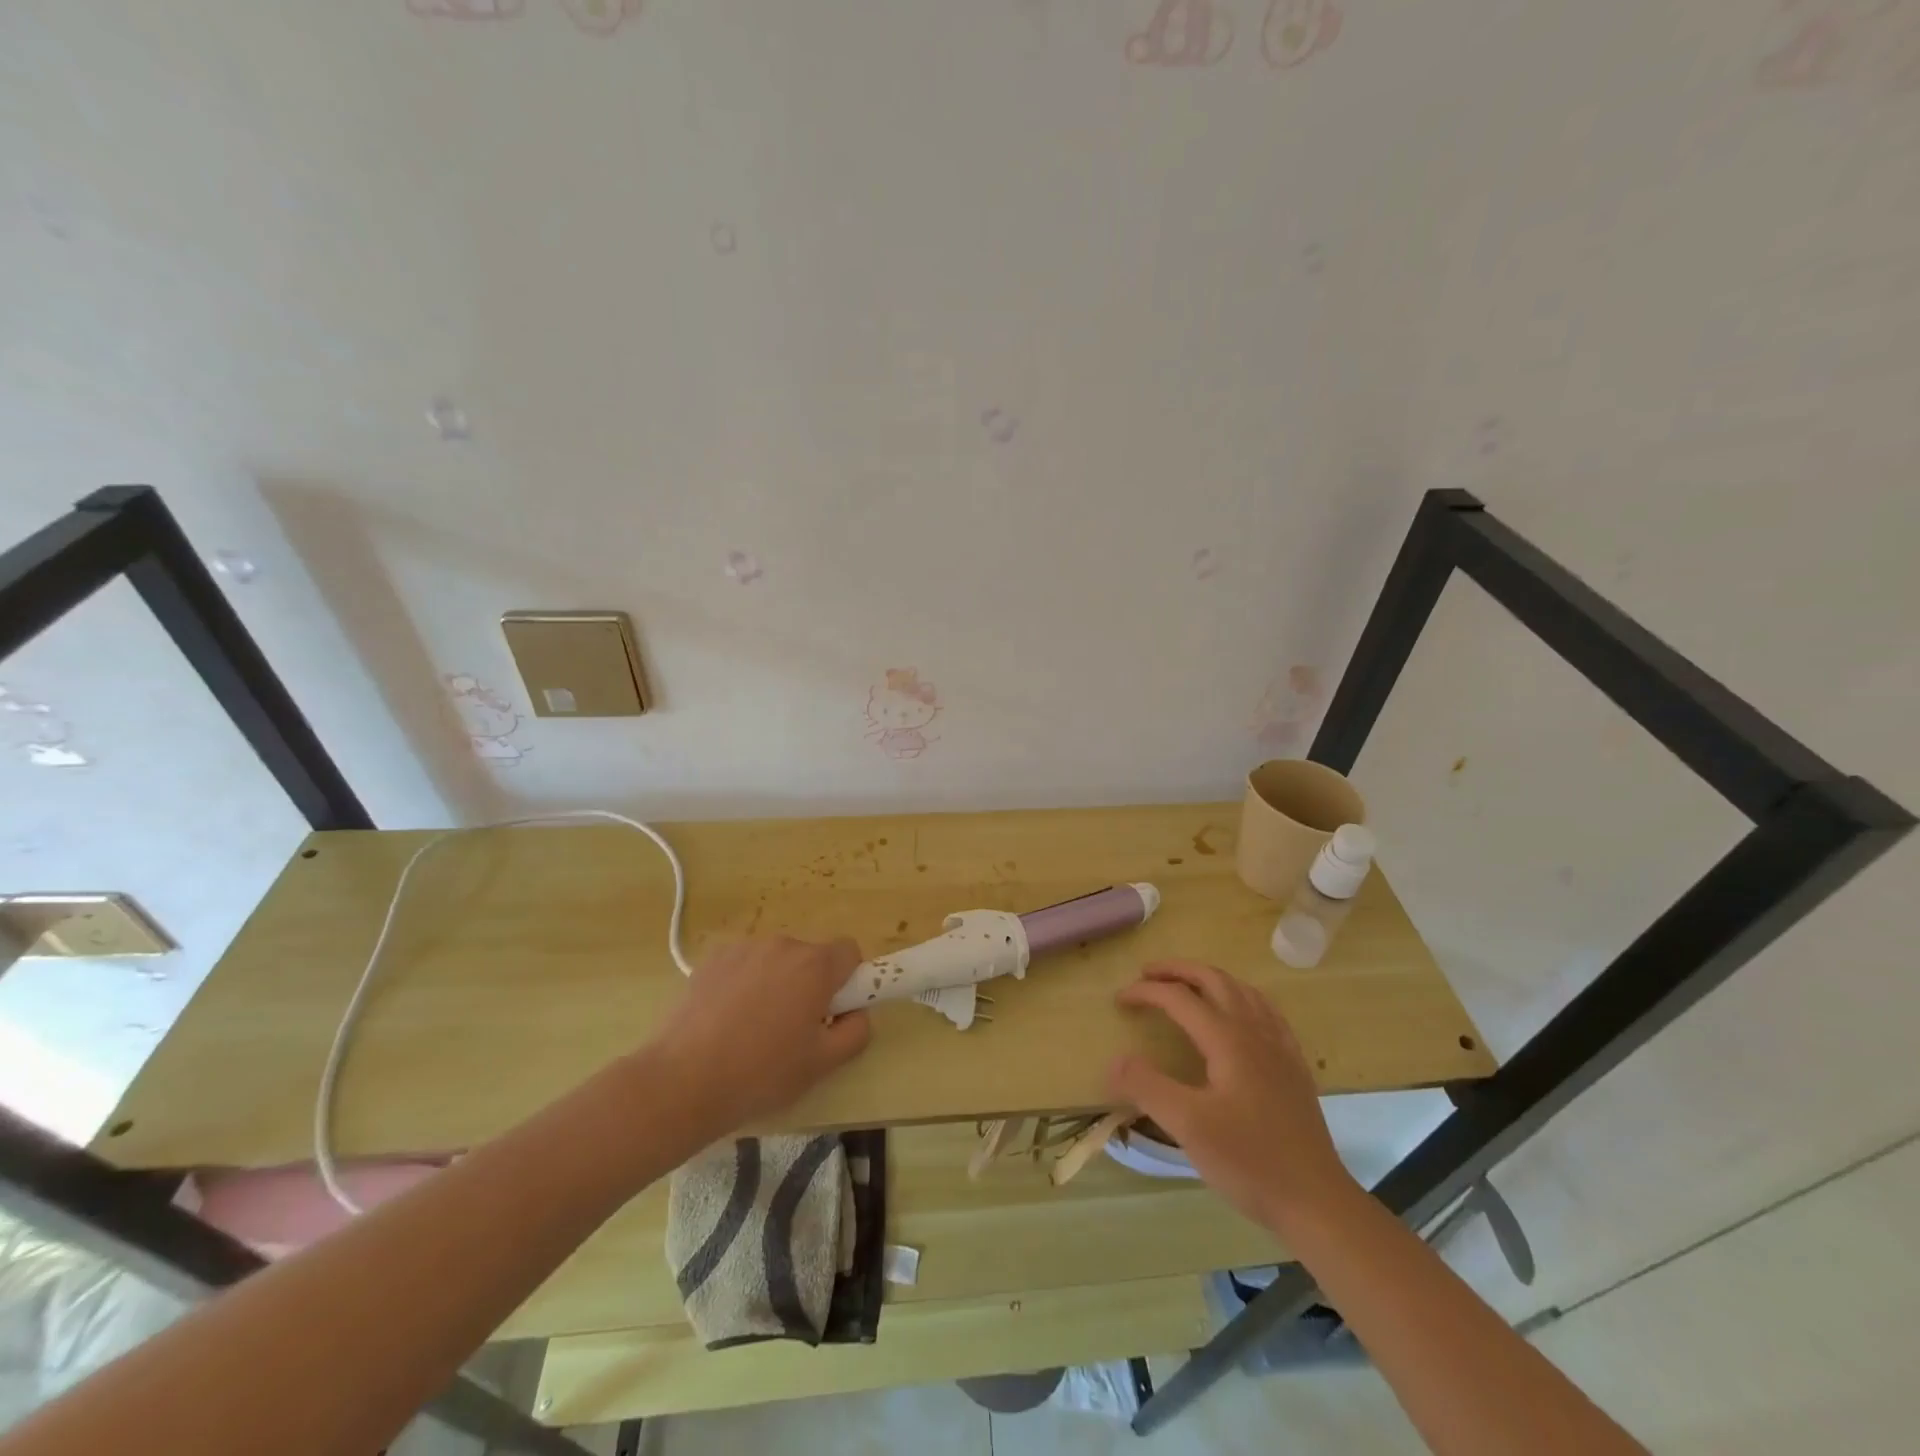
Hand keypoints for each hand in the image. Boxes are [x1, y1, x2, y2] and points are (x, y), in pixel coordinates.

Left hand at [648, 936, 871, 1136]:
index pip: (849, 952)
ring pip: (776, 961)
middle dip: (811, 985)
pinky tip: (727, 1020)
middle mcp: (782, 944)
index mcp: (815, 965)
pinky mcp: (712, 959)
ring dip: (777, 983)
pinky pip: (745, 965)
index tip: (833, 1012)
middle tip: (794, 1029)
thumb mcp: (823, 1064)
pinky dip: (745, 984)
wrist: (682, 1081)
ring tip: (754, 1029)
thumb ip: (856, 1031)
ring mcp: (744, 948)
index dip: (848, 980)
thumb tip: (856, 1012)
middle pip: (811, 957)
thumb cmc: (762, 1073)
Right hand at [1108, 961, 1356, 1232]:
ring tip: (1186, 985)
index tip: (1119, 1000)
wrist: (1317, 1202)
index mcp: (1228, 1039)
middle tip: (1148, 974)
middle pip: (1214, 979)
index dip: (1146, 992)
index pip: (1179, 998)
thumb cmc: (1250, 1161)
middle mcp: (1255, 1031)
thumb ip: (1147, 1086)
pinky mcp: (1294, 1066)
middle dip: (1178, 970)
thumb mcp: (1188, 1126)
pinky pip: (1266, 1011)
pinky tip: (1239, 1013)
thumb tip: (1115, 1060)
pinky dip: (1242, 996)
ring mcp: (1279, 1047)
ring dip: (1209, 978)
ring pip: (1242, 990)